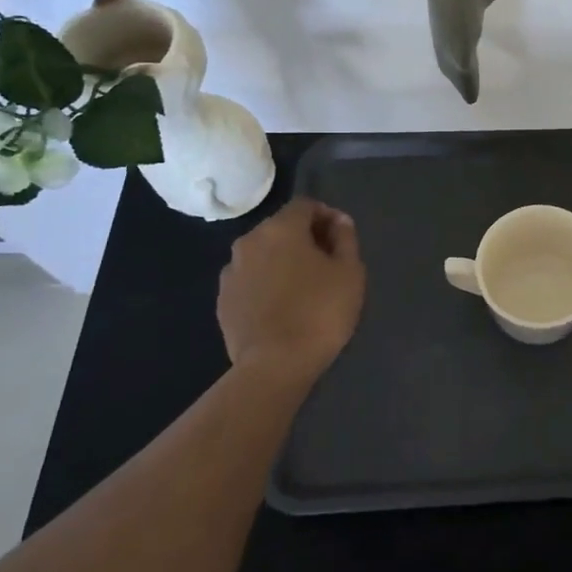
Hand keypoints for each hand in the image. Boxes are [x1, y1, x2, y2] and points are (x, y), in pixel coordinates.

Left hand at [217, 199, 363, 394]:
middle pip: (281, 228)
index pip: (306, 205)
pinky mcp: (222, 301)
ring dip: (282, 261)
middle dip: (304, 238)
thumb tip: (338, 221)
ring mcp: (230, 272)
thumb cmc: (320, 312)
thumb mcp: (350, 271)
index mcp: (281, 228)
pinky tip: (281, 307)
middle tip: (327, 264)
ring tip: (303, 288)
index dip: (326, 216)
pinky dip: (265, 284)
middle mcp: (249, 241)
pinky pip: (249, 280)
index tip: (342, 239)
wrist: (274, 365)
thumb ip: (345, 238)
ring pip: (263, 254)